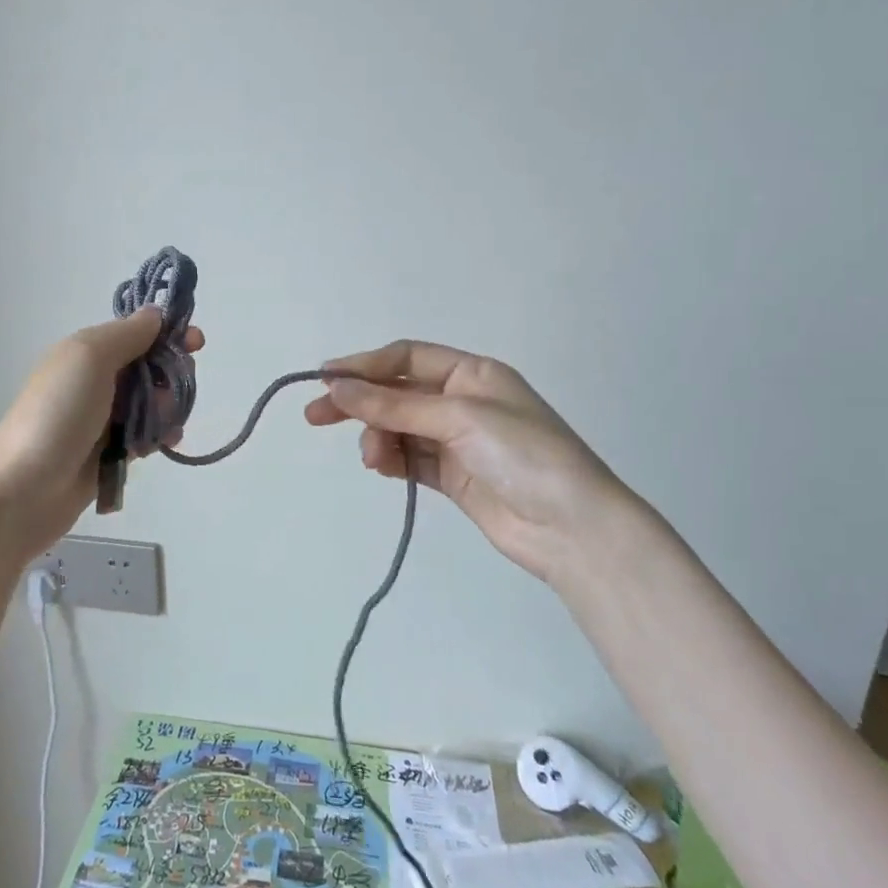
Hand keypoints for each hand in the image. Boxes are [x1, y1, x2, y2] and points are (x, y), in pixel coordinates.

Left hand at [0, 308, 204, 565]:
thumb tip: (155, 314)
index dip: (168, 334)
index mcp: (87, 352)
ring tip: (166, 426)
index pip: (137, 333)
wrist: (20, 490)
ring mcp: (101, 420)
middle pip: (149, 368)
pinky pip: (144, 436)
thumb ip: (126, 334)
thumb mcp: (89, 358)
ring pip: (151, 404)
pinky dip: (158, 437)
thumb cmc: (57, 415)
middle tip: (174, 392)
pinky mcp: (107, 454)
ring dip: (168, 409)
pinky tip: (164, 444)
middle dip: (171, 374)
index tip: (197, 343)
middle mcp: (95, 381)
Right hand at [303, 340, 655, 586]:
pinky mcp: (453, 475)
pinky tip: (381, 466)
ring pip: (398, 428)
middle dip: (358, 402)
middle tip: (315, 416)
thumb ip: (393, 404)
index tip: (324, 379)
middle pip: (396, 392)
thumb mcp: (458, 418)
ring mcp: (457, 440)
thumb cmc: (523, 455)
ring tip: (372, 459)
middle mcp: (463, 401)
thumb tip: (335, 386)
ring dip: (377, 437)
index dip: (364, 365)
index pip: (406, 358)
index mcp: (472, 373)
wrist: (573, 529)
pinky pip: (409, 458)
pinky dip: (390, 459)